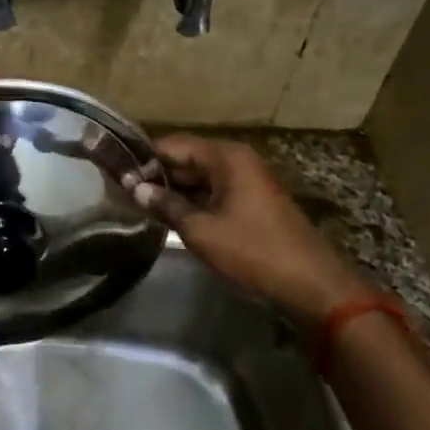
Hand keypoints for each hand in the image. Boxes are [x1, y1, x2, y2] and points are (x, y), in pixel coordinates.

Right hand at [128, 133, 372, 321]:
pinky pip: (214, 191)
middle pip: (187, 158)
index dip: (144, 159)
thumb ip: (166, 205)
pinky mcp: (253, 202)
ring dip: (174, 189)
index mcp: (226, 157)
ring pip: (200, 176)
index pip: (173, 144)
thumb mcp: (201, 230)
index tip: (117, 175)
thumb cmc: (253, 252)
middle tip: (124, 192)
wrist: (311, 285)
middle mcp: (237, 160)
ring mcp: (248, 181)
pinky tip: (172, 216)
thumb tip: (135, 187)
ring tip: (141, 205)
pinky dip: (193, 200)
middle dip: (157, 174)